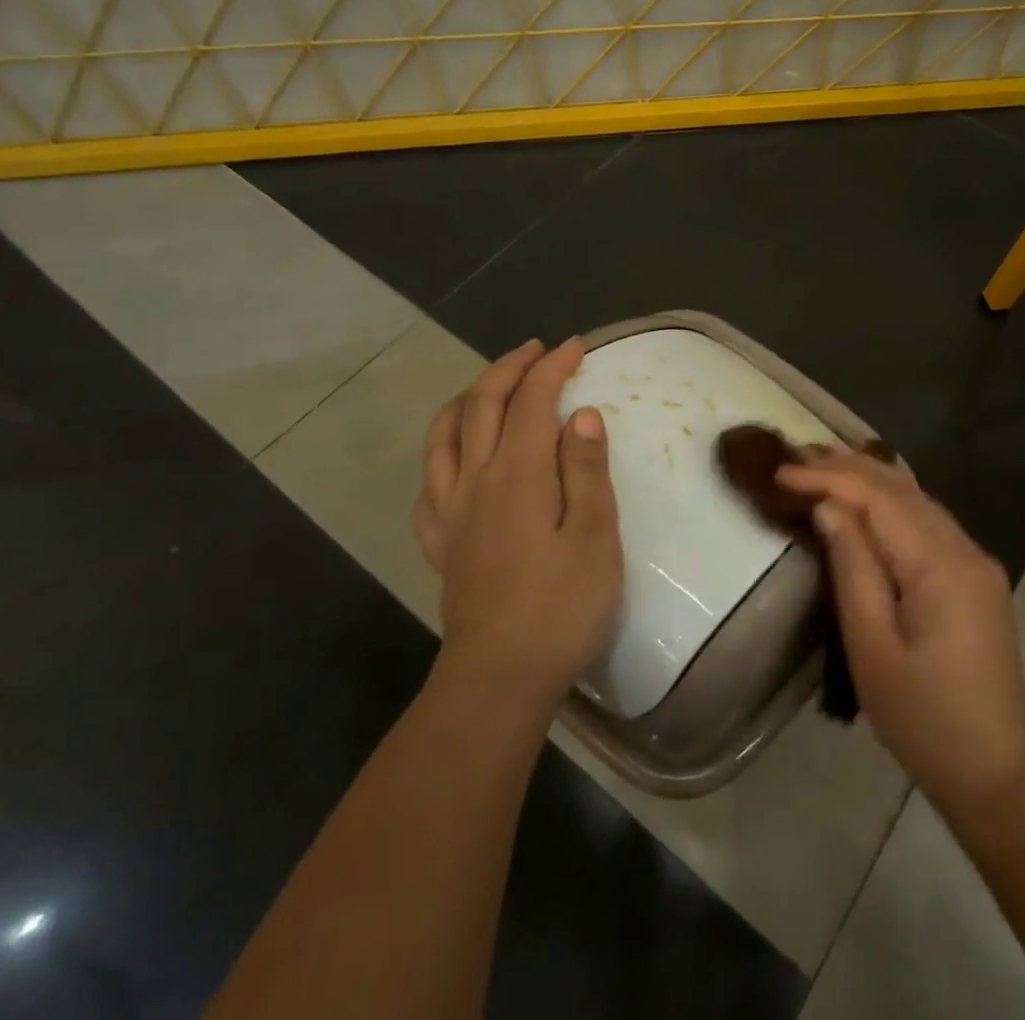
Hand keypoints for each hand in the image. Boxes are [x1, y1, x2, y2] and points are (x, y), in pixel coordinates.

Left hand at [413, 338, 621, 710]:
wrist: (500, 678)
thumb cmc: (561, 606)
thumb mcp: (595, 536)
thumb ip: (587, 470)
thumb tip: (580, 415)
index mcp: (519, 474)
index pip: (532, 400)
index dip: (552, 367)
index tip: (576, 347)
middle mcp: (476, 480)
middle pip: (482, 405)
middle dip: (509, 368)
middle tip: (537, 351)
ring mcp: (450, 512)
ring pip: (444, 436)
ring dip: (468, 399)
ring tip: (490, 388)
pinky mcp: (441, 543)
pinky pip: (428, 484)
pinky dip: (442, 454)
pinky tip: (456, 462)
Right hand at [777, 451, 1024, 811]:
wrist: (997, 774)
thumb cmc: (923, 718)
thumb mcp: (872, 647)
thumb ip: (852, 568)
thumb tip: (829, 508)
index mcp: (940, 564)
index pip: (878, 498)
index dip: (828, 478)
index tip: (781, 471)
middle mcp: (965, 549)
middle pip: (901, 488)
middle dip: (847, 465)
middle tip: (796, 452)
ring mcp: (975, 562)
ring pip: (918, 499)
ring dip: (870, 477)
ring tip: (823, 462)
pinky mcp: (976, 577)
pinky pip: (929, 521)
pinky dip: (892, 500)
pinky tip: (869, 497)